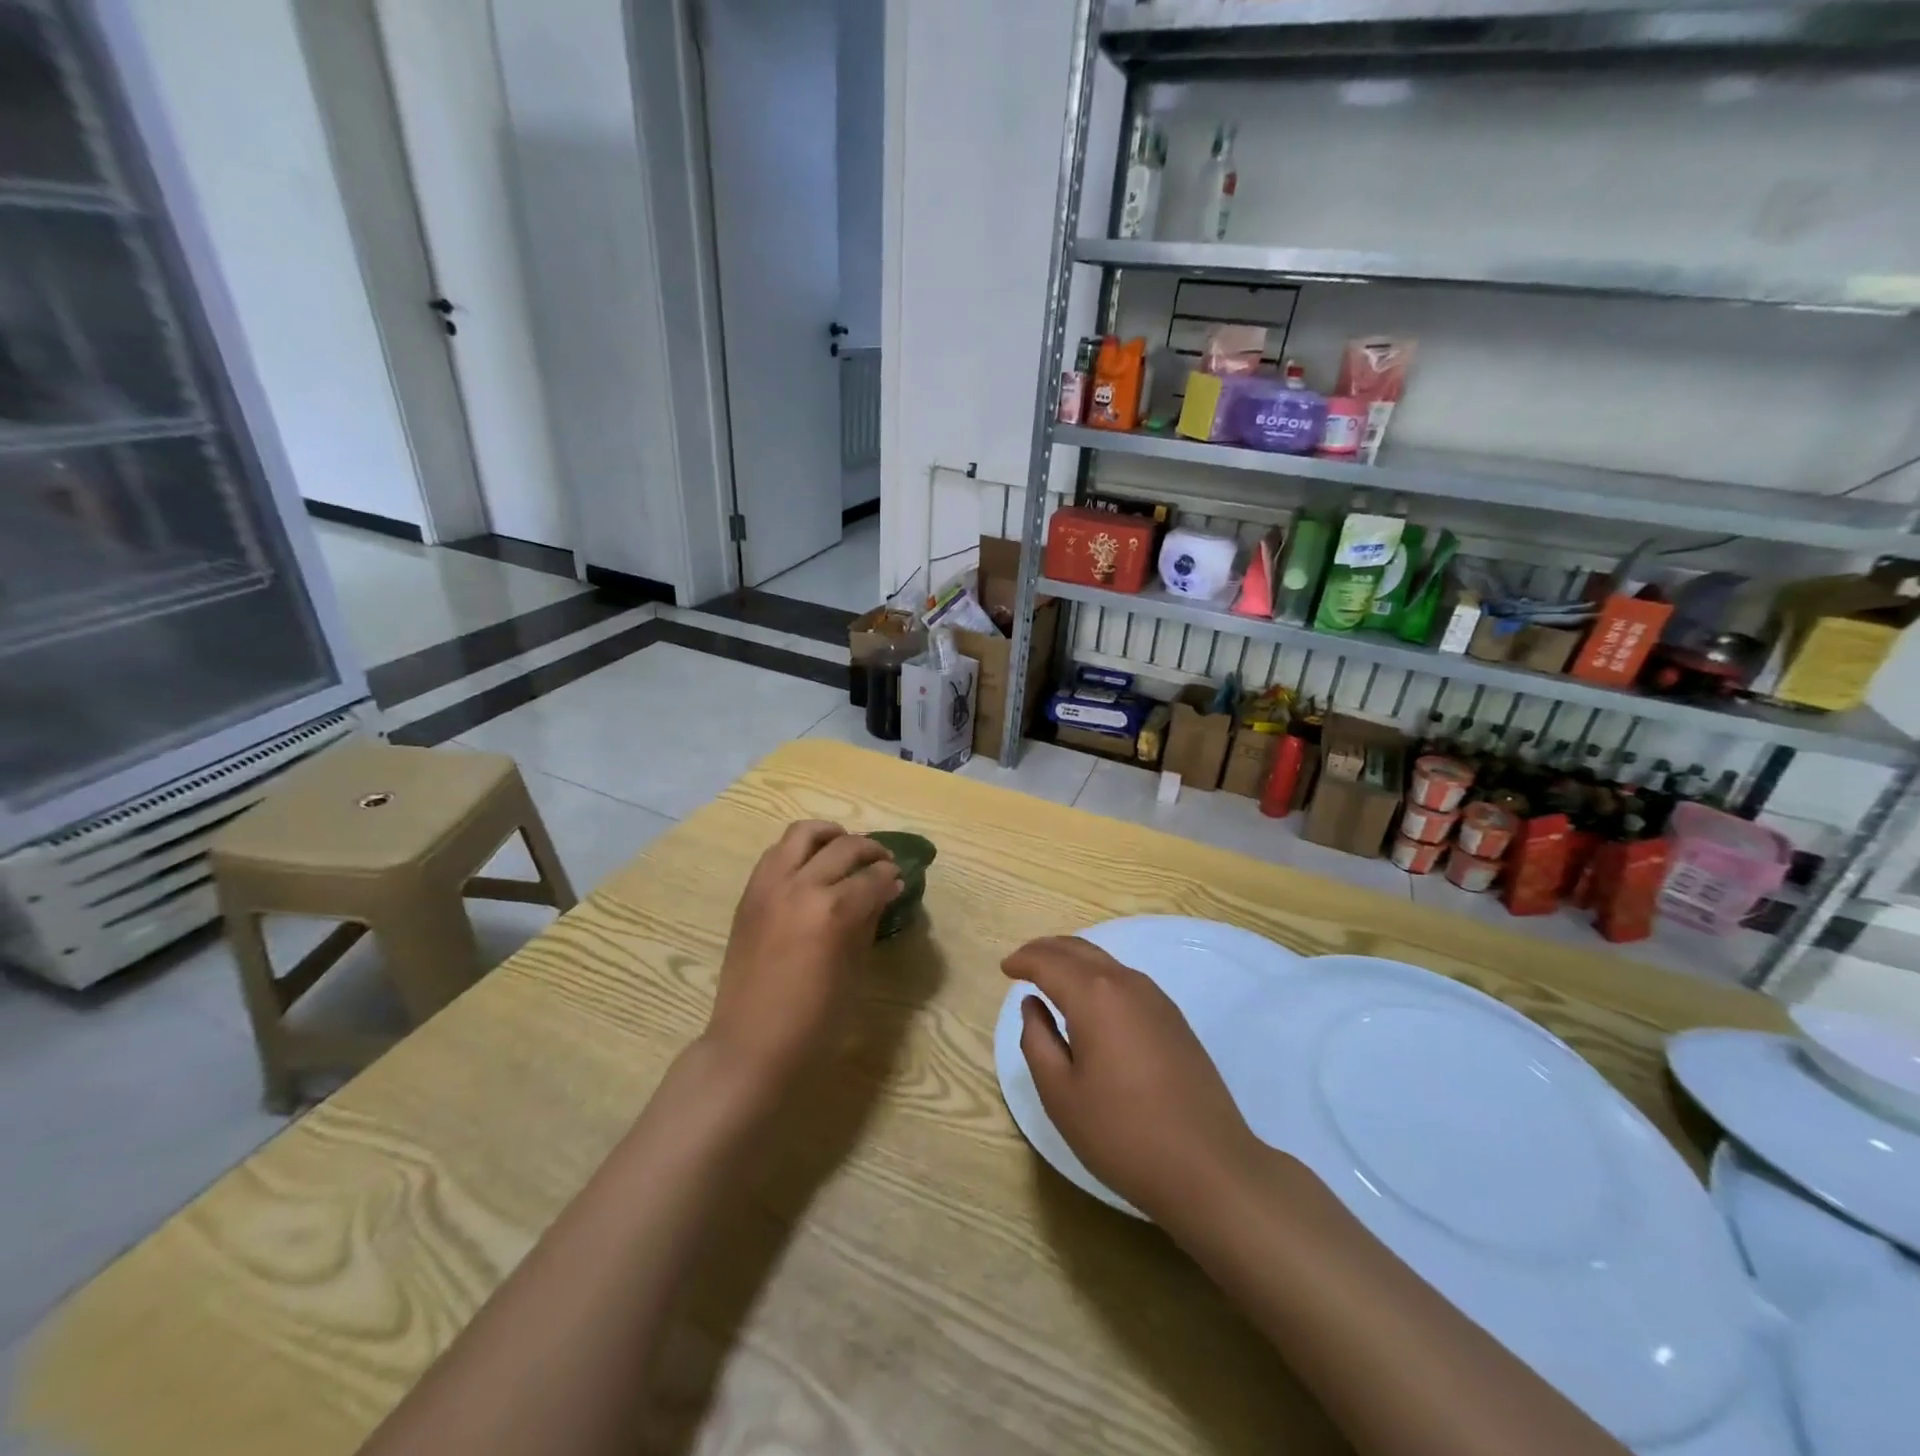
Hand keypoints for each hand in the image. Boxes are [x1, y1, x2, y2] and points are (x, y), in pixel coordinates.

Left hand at [704, 821, 902, 1090]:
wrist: (752, 1046)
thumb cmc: (815, 1021)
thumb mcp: (855, 971)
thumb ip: (868, 921)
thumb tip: (884, 891)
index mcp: (833, 911)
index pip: (872, 877)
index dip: (891, 876)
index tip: (899, 879)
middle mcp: (801, 887)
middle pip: (843, 847)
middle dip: (870, 850)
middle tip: (882, 862)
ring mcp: (770, 887)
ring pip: (803, 834)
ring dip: (830, 836)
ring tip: (845, 848)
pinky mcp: (749, 894)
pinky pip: (776, 853)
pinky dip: (799, 850)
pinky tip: (812, 867)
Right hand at [1003, 936, 1264, 1228]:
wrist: (1209, 1167)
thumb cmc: (1122, 1134)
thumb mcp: (1061, 1094)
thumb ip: (1037, 1041)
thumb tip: (1033, 1005)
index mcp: (1094, 995)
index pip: (1049, 962)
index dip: (1023, 961)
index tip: (1005, 968)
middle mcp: (1126, 983)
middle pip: (1078, 950)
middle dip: (1046, 950)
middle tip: (1022, 962)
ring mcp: (1156, 998)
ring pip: (1104, 962)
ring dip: (1073, 960)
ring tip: (1051, 976)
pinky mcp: (1174, 1018)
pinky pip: (1124, 979)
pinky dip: (1098, 976)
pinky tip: (1090, 1000)